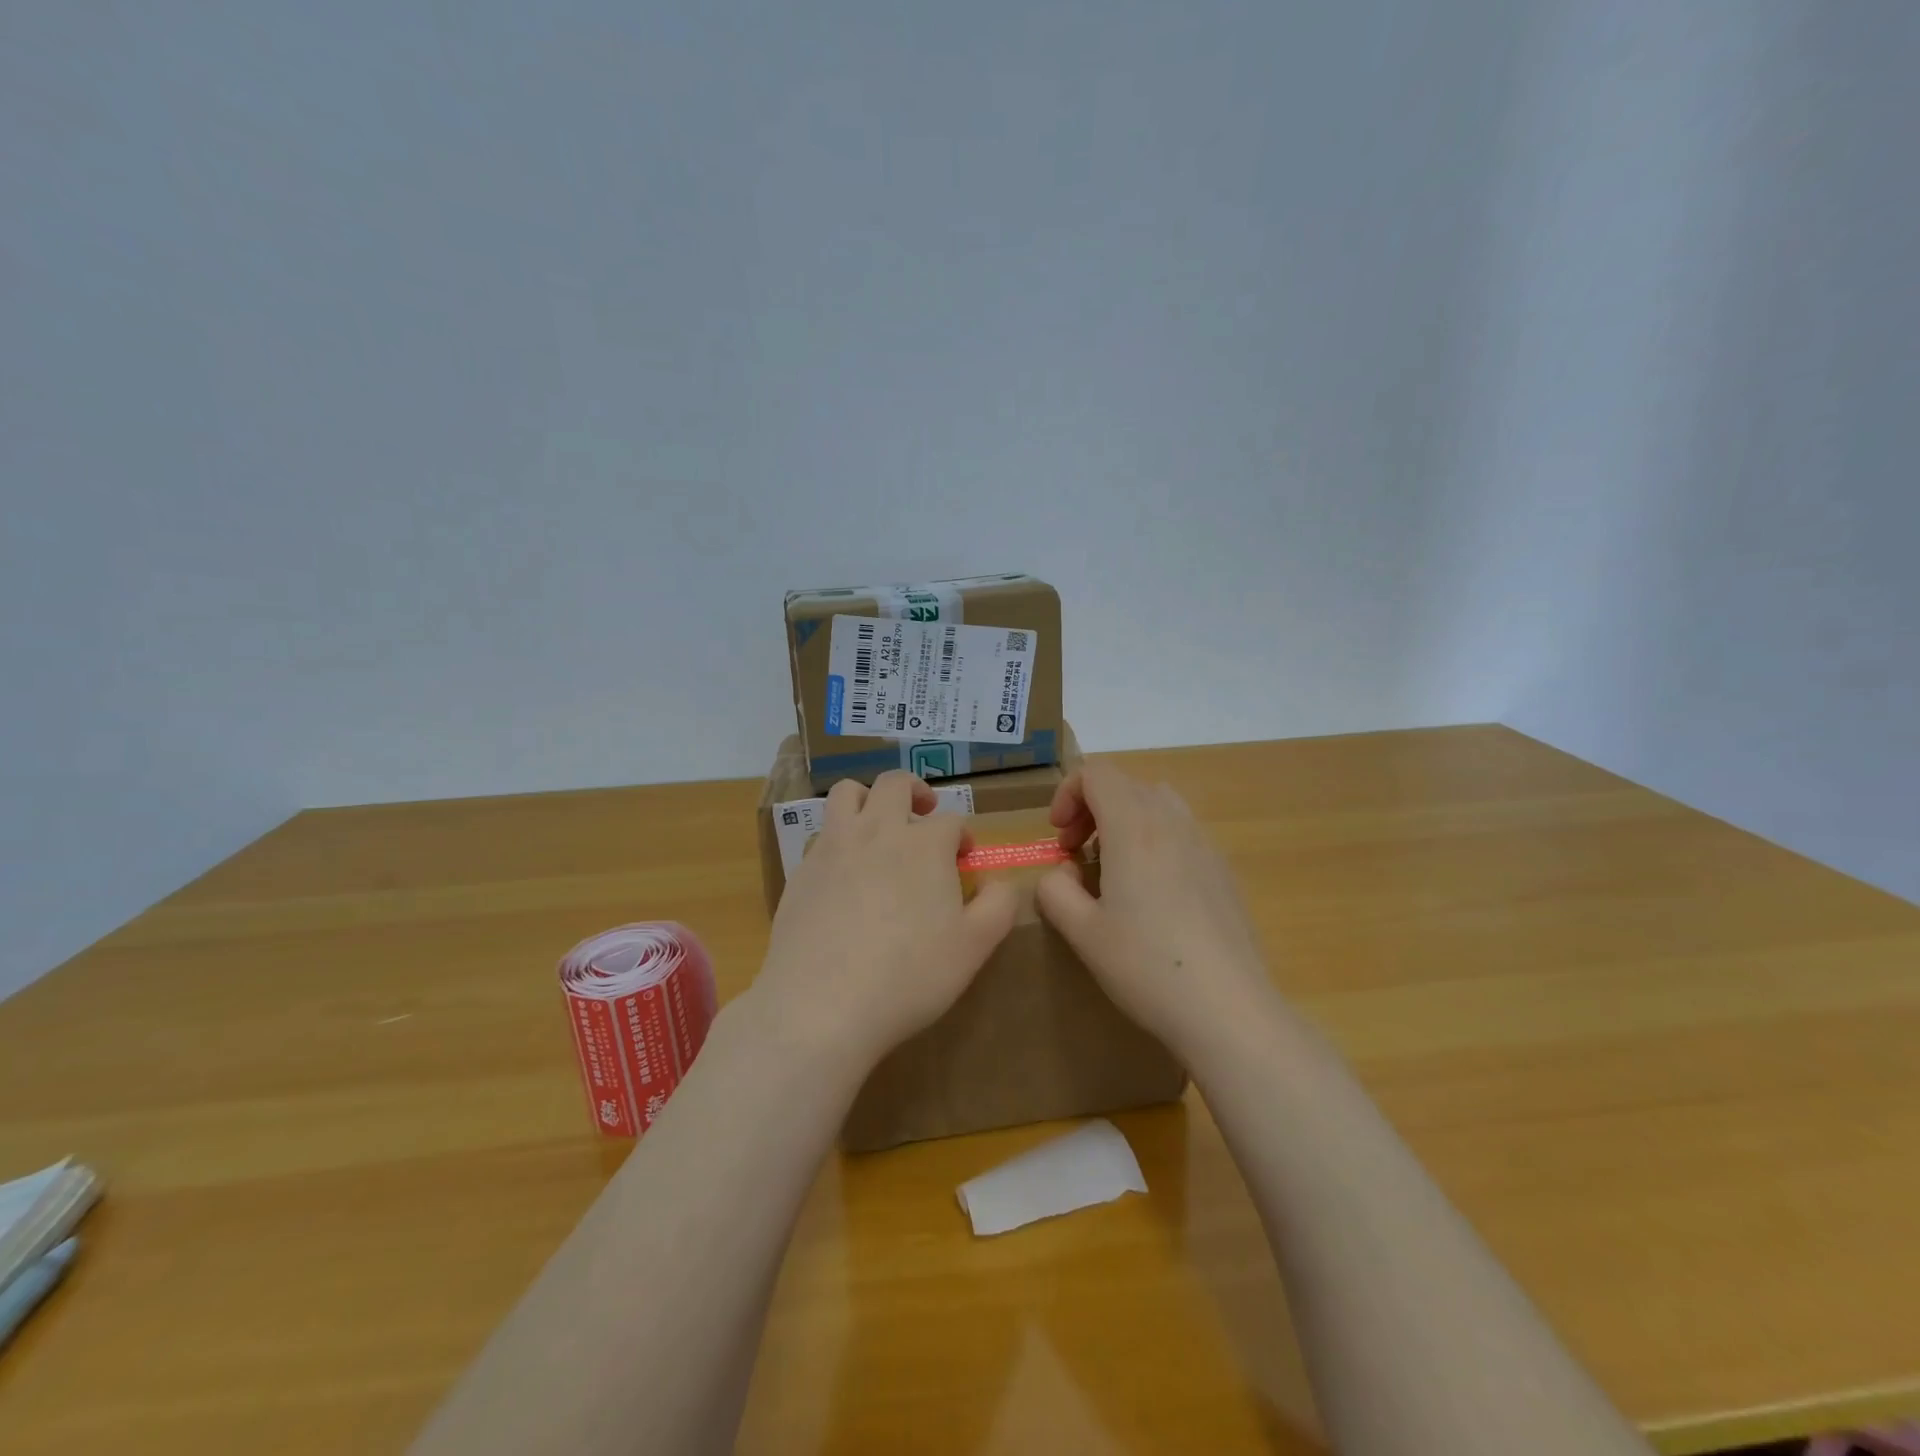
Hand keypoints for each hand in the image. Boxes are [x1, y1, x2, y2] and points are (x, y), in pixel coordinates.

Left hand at [755, 770, 1018, 1071]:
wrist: (821, 1004)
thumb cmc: (909, 976)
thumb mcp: (974, 947)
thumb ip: (998, 906)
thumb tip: (1001, 883)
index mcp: (925, 845)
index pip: (951, 822)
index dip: (962, 837)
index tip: (964, 861)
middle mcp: (878, 830)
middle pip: (895, 784)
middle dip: (915, 792)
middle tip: (924, 814)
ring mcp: (833, 846)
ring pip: (847, 793)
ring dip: (868, 798)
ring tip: (878, 825)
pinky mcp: (801, 870)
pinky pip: (821, 835)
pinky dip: (838, 839)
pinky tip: (844, 873)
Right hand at [1036, 761, 1274, 1060]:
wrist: (1229, 1010)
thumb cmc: (1147, 966)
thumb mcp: (1083, 933)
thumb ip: (1056, 890)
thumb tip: (1062, 873)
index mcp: (1134, 828)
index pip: (1097, 773)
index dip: (1068, 793)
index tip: (1059, 837)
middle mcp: (1173, 823)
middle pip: (1127, 784)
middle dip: (1092, 807)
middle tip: (1077, 852)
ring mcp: (1205, 845)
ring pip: (1159, 803)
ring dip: (1126, 820)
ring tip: (1114, 867)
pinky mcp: (1224, 871)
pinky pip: (1183, 832)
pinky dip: (1156, 840)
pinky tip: (1153, 895)